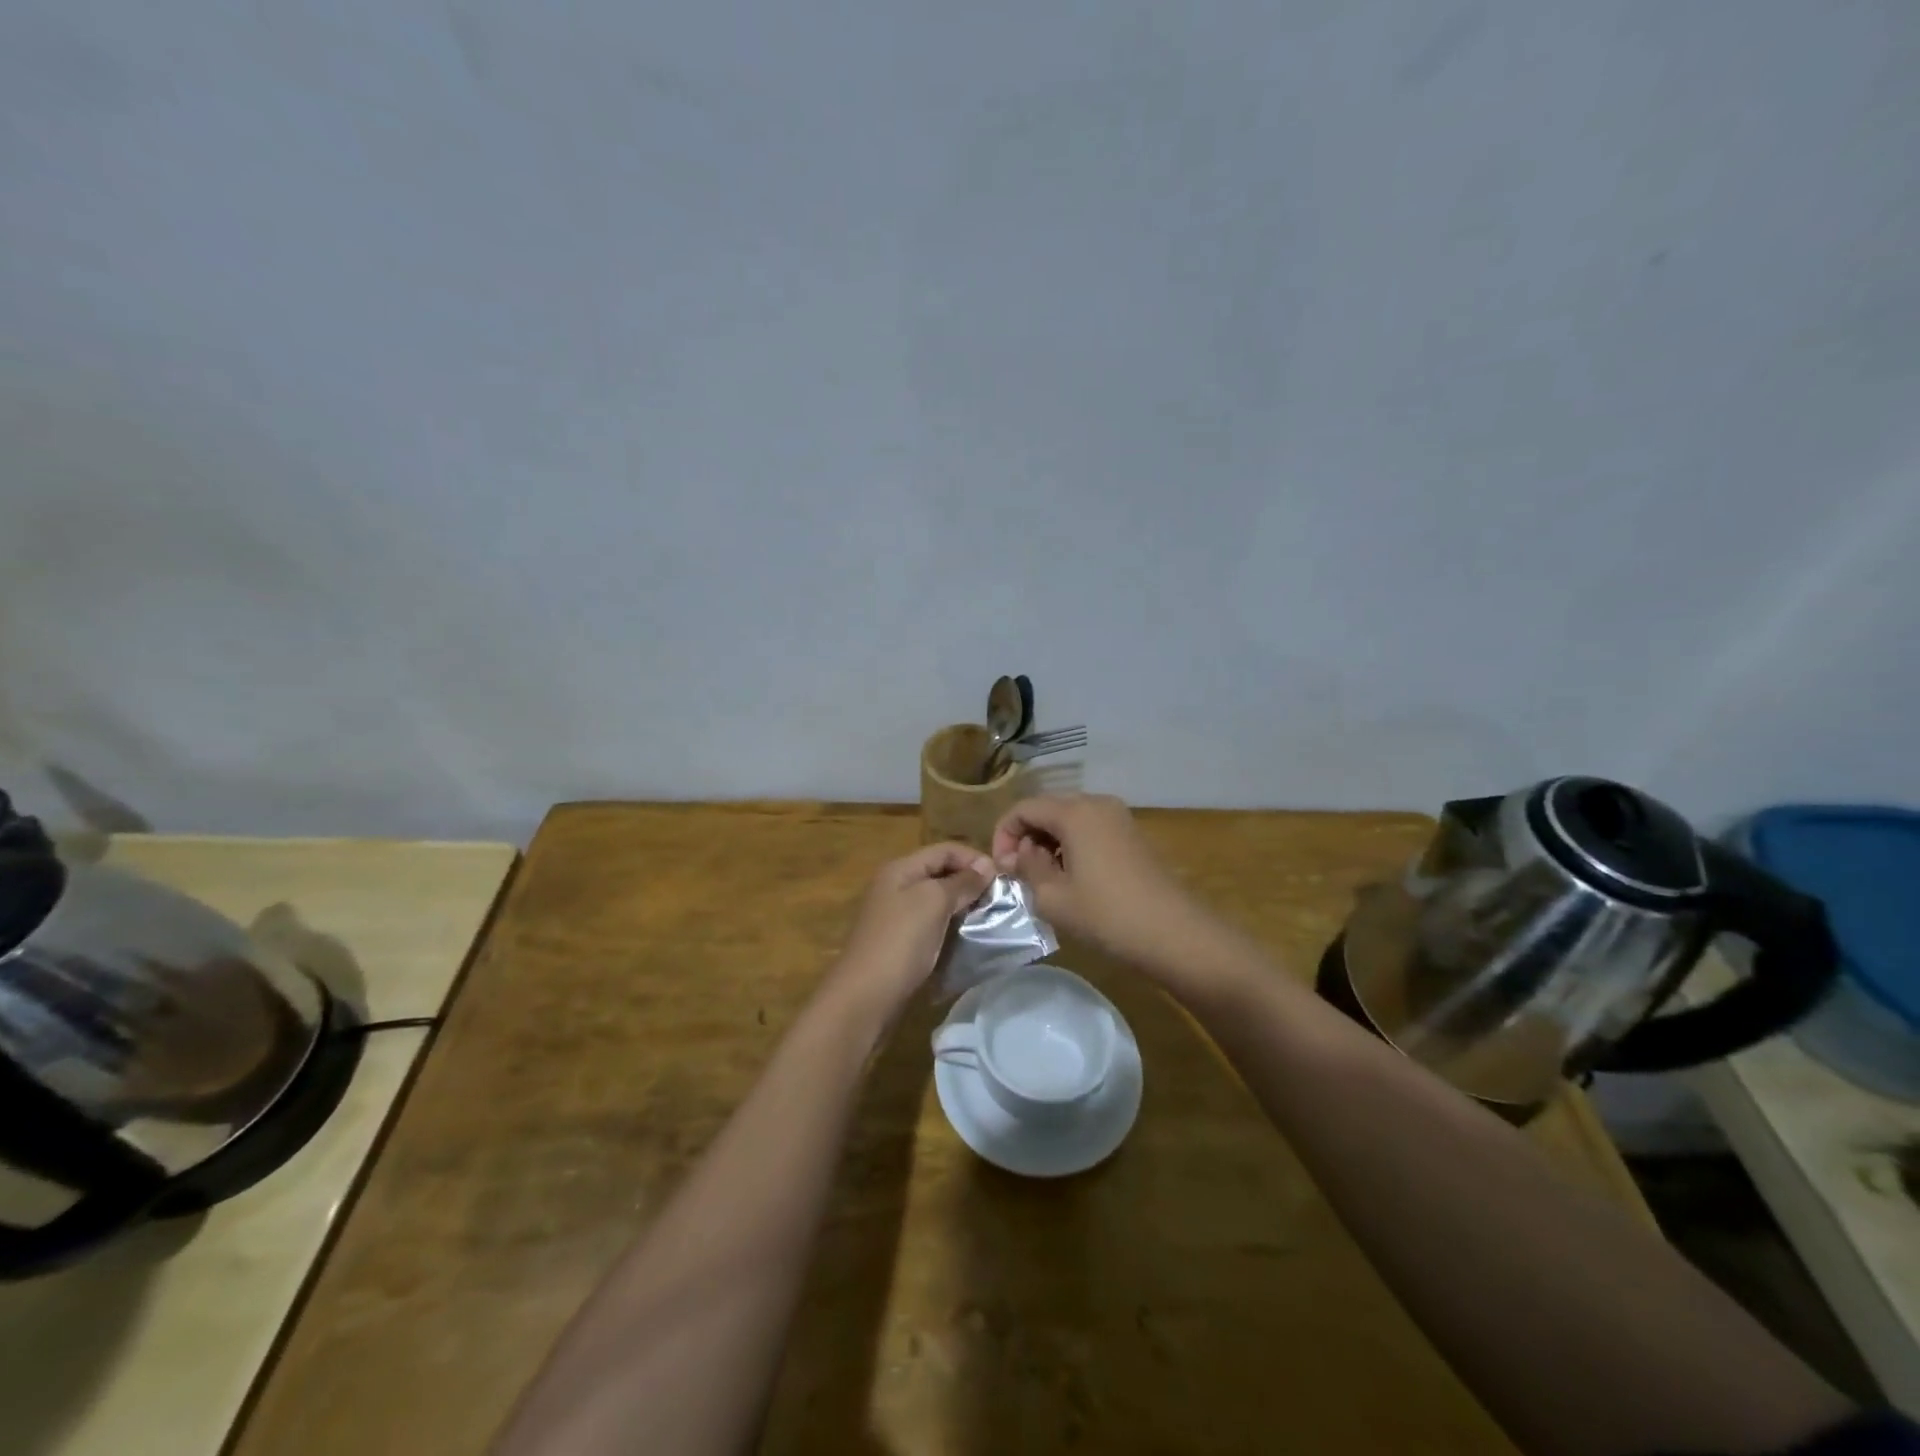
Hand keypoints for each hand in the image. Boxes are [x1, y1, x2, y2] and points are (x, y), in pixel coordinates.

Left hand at [831, 842, 996, 1013]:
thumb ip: (961, 882)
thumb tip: (987, 865)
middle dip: (970, 882)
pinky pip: (932, 924)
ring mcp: (896, 915)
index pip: (944, 850)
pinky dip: (951, 926)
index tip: (1002, 878)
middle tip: (1000, 899)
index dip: (973, 858)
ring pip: (937, 900)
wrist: (866, 997)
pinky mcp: (900, 941)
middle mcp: (896, 886)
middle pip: (940, 873)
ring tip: (989, 918)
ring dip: (963, 906)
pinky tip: (968, 937)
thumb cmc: (901, 941)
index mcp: (900, 869)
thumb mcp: (933, 902)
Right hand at [992, 794, 1206, 972]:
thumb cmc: (1107, 915)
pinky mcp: (1132, 835)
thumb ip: (1027, 868)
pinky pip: (1090, 829)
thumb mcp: (1053, 897)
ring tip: (1043, 879)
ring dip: (1048, 842)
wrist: (1174, 933)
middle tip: (1018, 874)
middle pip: (1047, 808)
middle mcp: (1096, 803)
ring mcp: (1118, 817)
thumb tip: (1020, 854)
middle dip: (1026, 837)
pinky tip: (1072, 878)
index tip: (1001, 869)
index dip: (1003, 835)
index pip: (1023, 808)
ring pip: (1069, 819)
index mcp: (1074, 811)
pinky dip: (1071, 845)